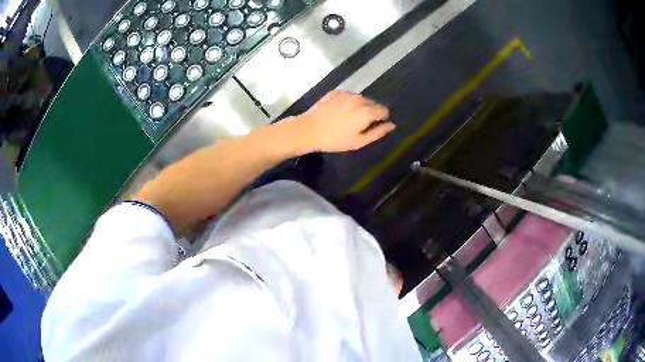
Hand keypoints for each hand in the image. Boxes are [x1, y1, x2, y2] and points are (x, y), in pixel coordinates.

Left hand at [288, 91, 394, 152]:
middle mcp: (359, 99)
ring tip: (345, 119)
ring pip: (360, 99)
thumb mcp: (359, 141)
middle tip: (357, 125)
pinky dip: (346, 103)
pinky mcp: (335, 91)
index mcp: (367, 111)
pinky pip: (348, 96)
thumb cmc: (335, 139)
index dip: (381, 119)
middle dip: (369, 112)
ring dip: (358, 107)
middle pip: (372, 103)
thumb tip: (392, 125)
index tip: (371, 126)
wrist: (309, 129)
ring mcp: (346, 93)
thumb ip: (378, 132)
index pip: (384, 110)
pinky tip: (337, 112)